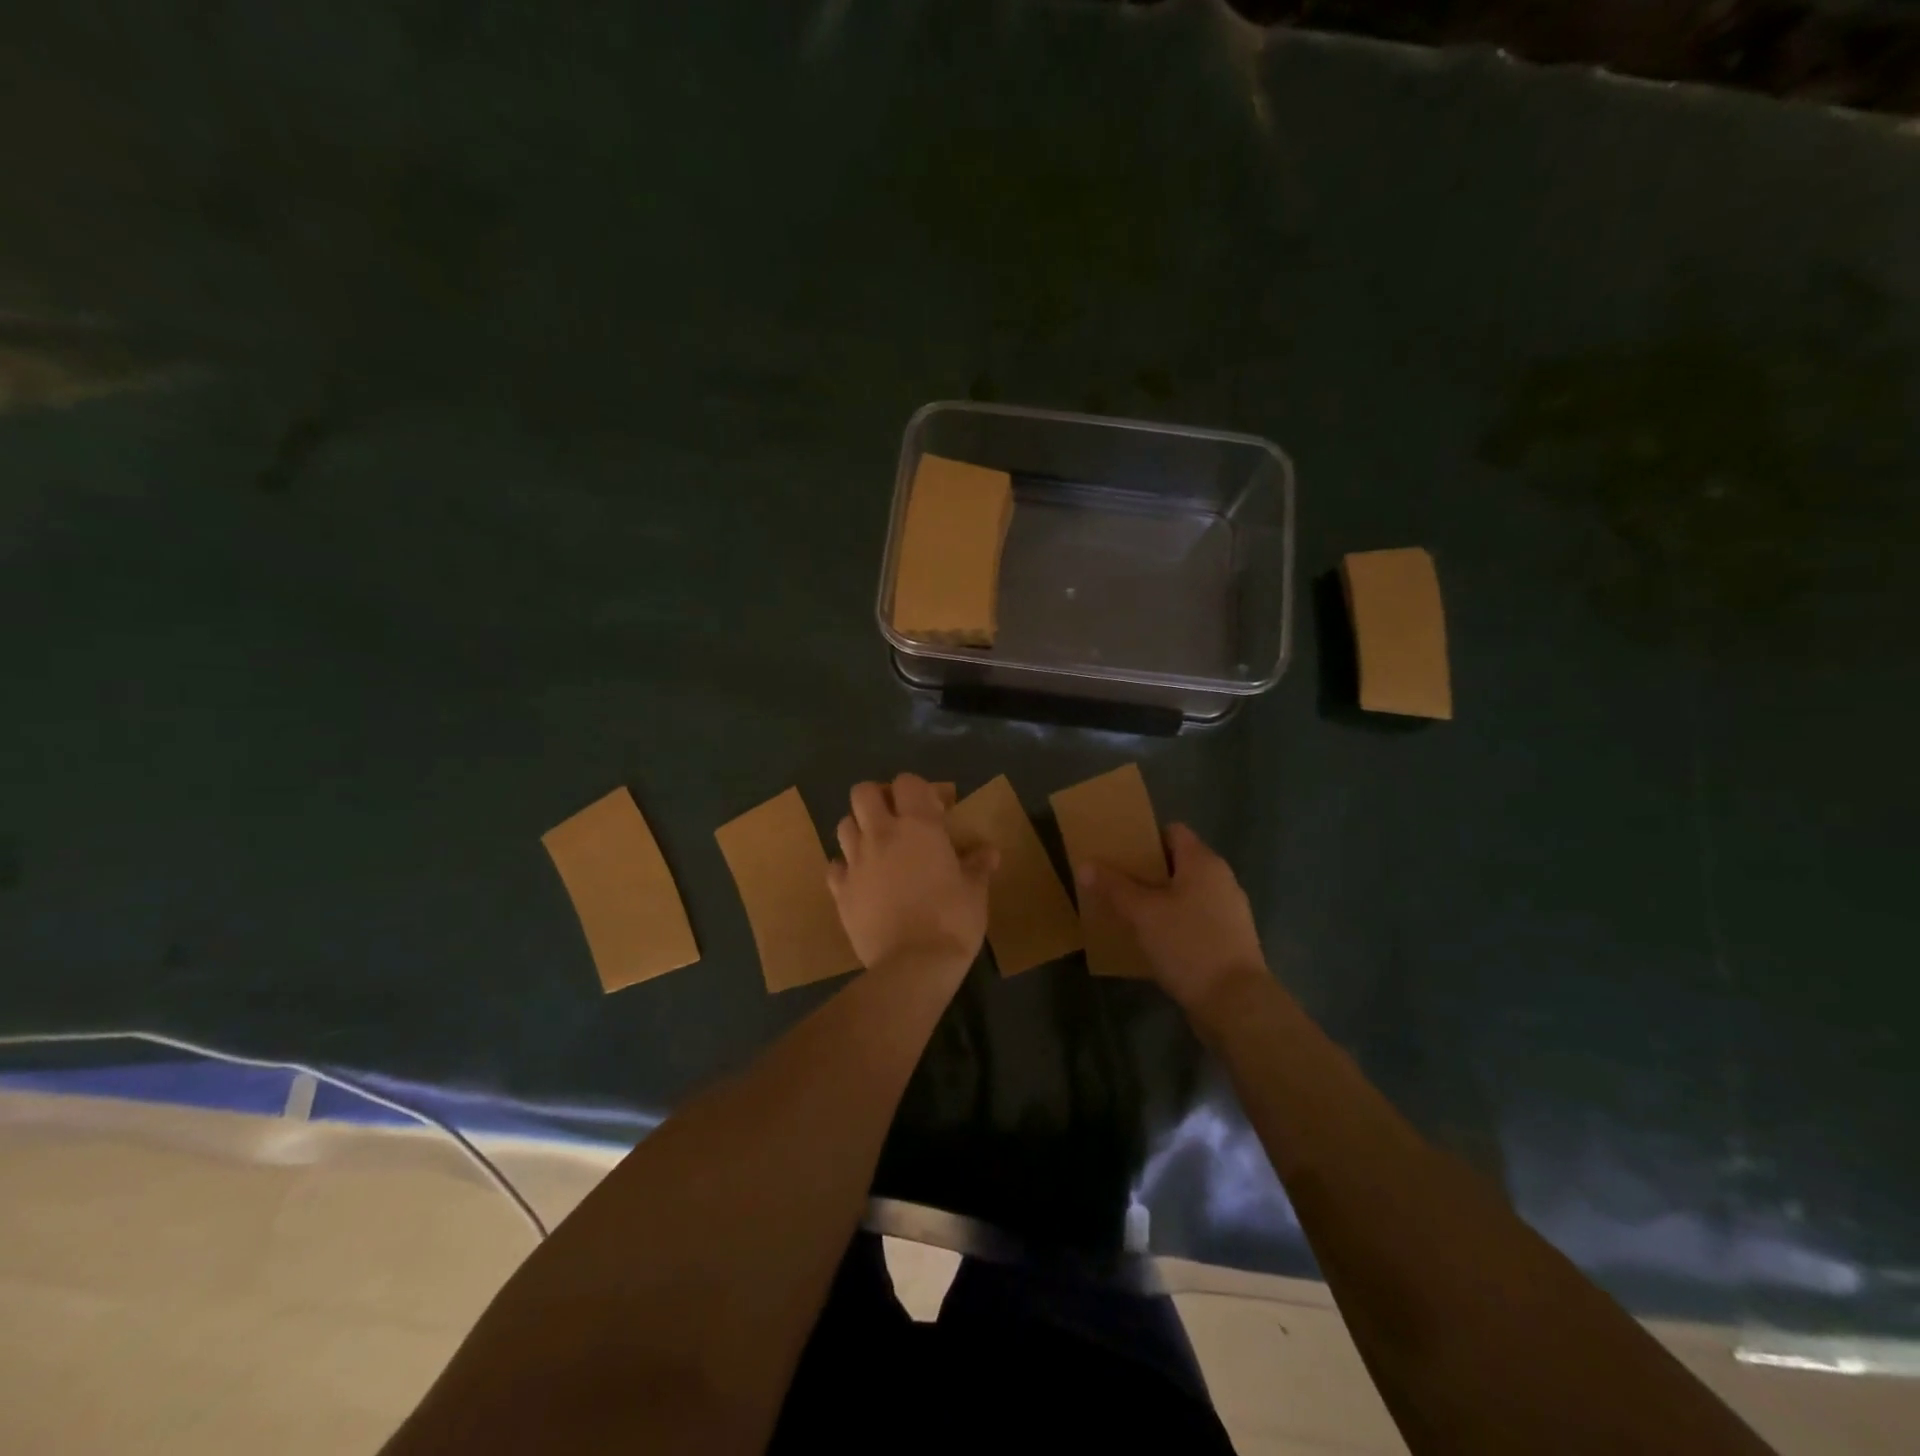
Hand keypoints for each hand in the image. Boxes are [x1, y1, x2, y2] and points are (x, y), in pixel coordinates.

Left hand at [827, 773, 996, 969]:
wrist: (913, 964)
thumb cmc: (952, 920)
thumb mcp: (975, 891)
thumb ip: (978, 865)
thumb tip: (989, 852)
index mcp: (918, 826)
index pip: (908, 782)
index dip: (920, 790)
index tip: (936, 810)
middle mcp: (881, 834)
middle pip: (863, 792)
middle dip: (878, 798)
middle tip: (897, 819)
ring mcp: (855, 861)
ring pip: (844, 824)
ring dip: (859, 828)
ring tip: (878, 848)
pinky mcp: (840, 891)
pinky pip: (835, 866)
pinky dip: (845, 867)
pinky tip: (861, 880)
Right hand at [1077, 823, 1267, 1025]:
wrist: (1236, 1003)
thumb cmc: (1188, 944)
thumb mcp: (1142, 913)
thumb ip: (1113, 887)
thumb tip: (1085, 864)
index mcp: (1203, 862)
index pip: (1173, 831)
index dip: (1145, 837)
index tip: (1118, 851)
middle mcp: (1221, 879)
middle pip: (1179, 863)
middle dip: (1147, 870)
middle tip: (1115, 881)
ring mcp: (1229, 911)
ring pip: (1187, 893)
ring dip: (1160, 898)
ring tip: (1128, 911)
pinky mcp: (1230, 940)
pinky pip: (1195, 919)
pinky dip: (1174, 922)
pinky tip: (1153, 939)